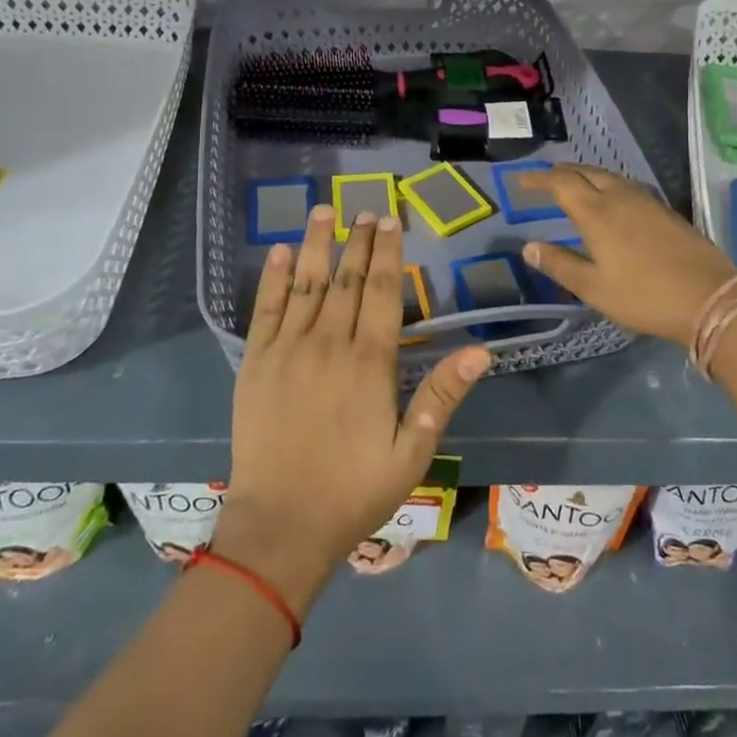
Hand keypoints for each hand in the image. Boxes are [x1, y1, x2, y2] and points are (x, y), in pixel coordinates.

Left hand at [217, 207, 490, 611]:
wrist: (280, 526)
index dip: (389, 253)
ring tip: (323, 211)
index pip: (383, 291)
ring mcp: (288, 350)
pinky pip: (265, 310)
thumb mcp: (411, 452)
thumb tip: (480, 352)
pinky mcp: (256, 364)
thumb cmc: (353, 491)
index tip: (391, 222)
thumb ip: (441, 396)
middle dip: (358, 241)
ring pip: (306, 284)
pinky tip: (277, 253)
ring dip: (315, 245)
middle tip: (366, 209)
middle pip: (348, 279)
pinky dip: (272, 278)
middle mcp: (329, 343)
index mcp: (370, 361)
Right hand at [516, 165, 736, 345]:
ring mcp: (646, 201)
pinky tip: (611, 200)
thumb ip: (560, 264)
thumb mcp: (594, 288)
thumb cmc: (644, 296)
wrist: (709, 298)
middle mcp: (620, 197)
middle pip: (586, 172)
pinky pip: (627, 186)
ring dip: (586, 176)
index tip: (522, 181)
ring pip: (609, 176)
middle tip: (546, 180)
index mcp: (597, 213)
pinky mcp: (665, 210)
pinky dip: (608, 185)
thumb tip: (529, 246)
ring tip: (574, 185)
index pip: (561, 183)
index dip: (539, 180)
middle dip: (562, 173)